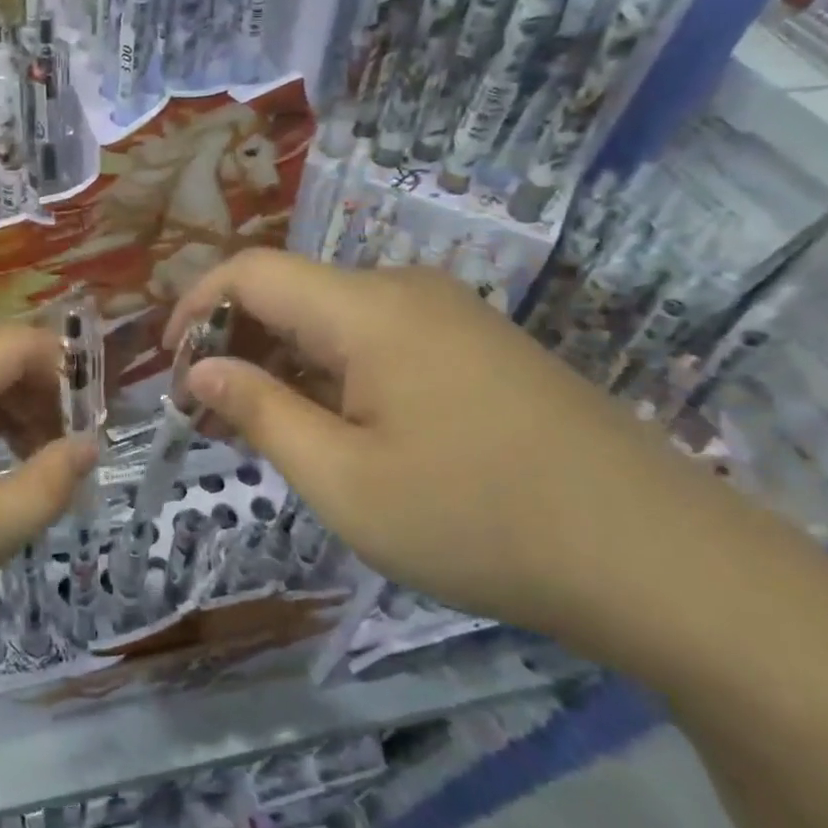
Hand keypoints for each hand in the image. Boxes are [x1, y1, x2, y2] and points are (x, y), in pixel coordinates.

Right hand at [163, 250, 701, 637]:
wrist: (659, 557)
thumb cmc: (478, 519)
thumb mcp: (343, 480)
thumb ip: (260, 413)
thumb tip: (198, 370)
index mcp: (366, 308)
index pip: (250, 271)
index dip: (194, 306)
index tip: (168, 366)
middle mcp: (405, 291)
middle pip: (291, 292)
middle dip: (236, 343)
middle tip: (211, 416)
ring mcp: (450, 316)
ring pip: (335, 319)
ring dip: (284, 362)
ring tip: (265, 431)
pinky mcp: (478, 347)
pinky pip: (380, 341)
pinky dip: (334, 373)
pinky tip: (337, 429)